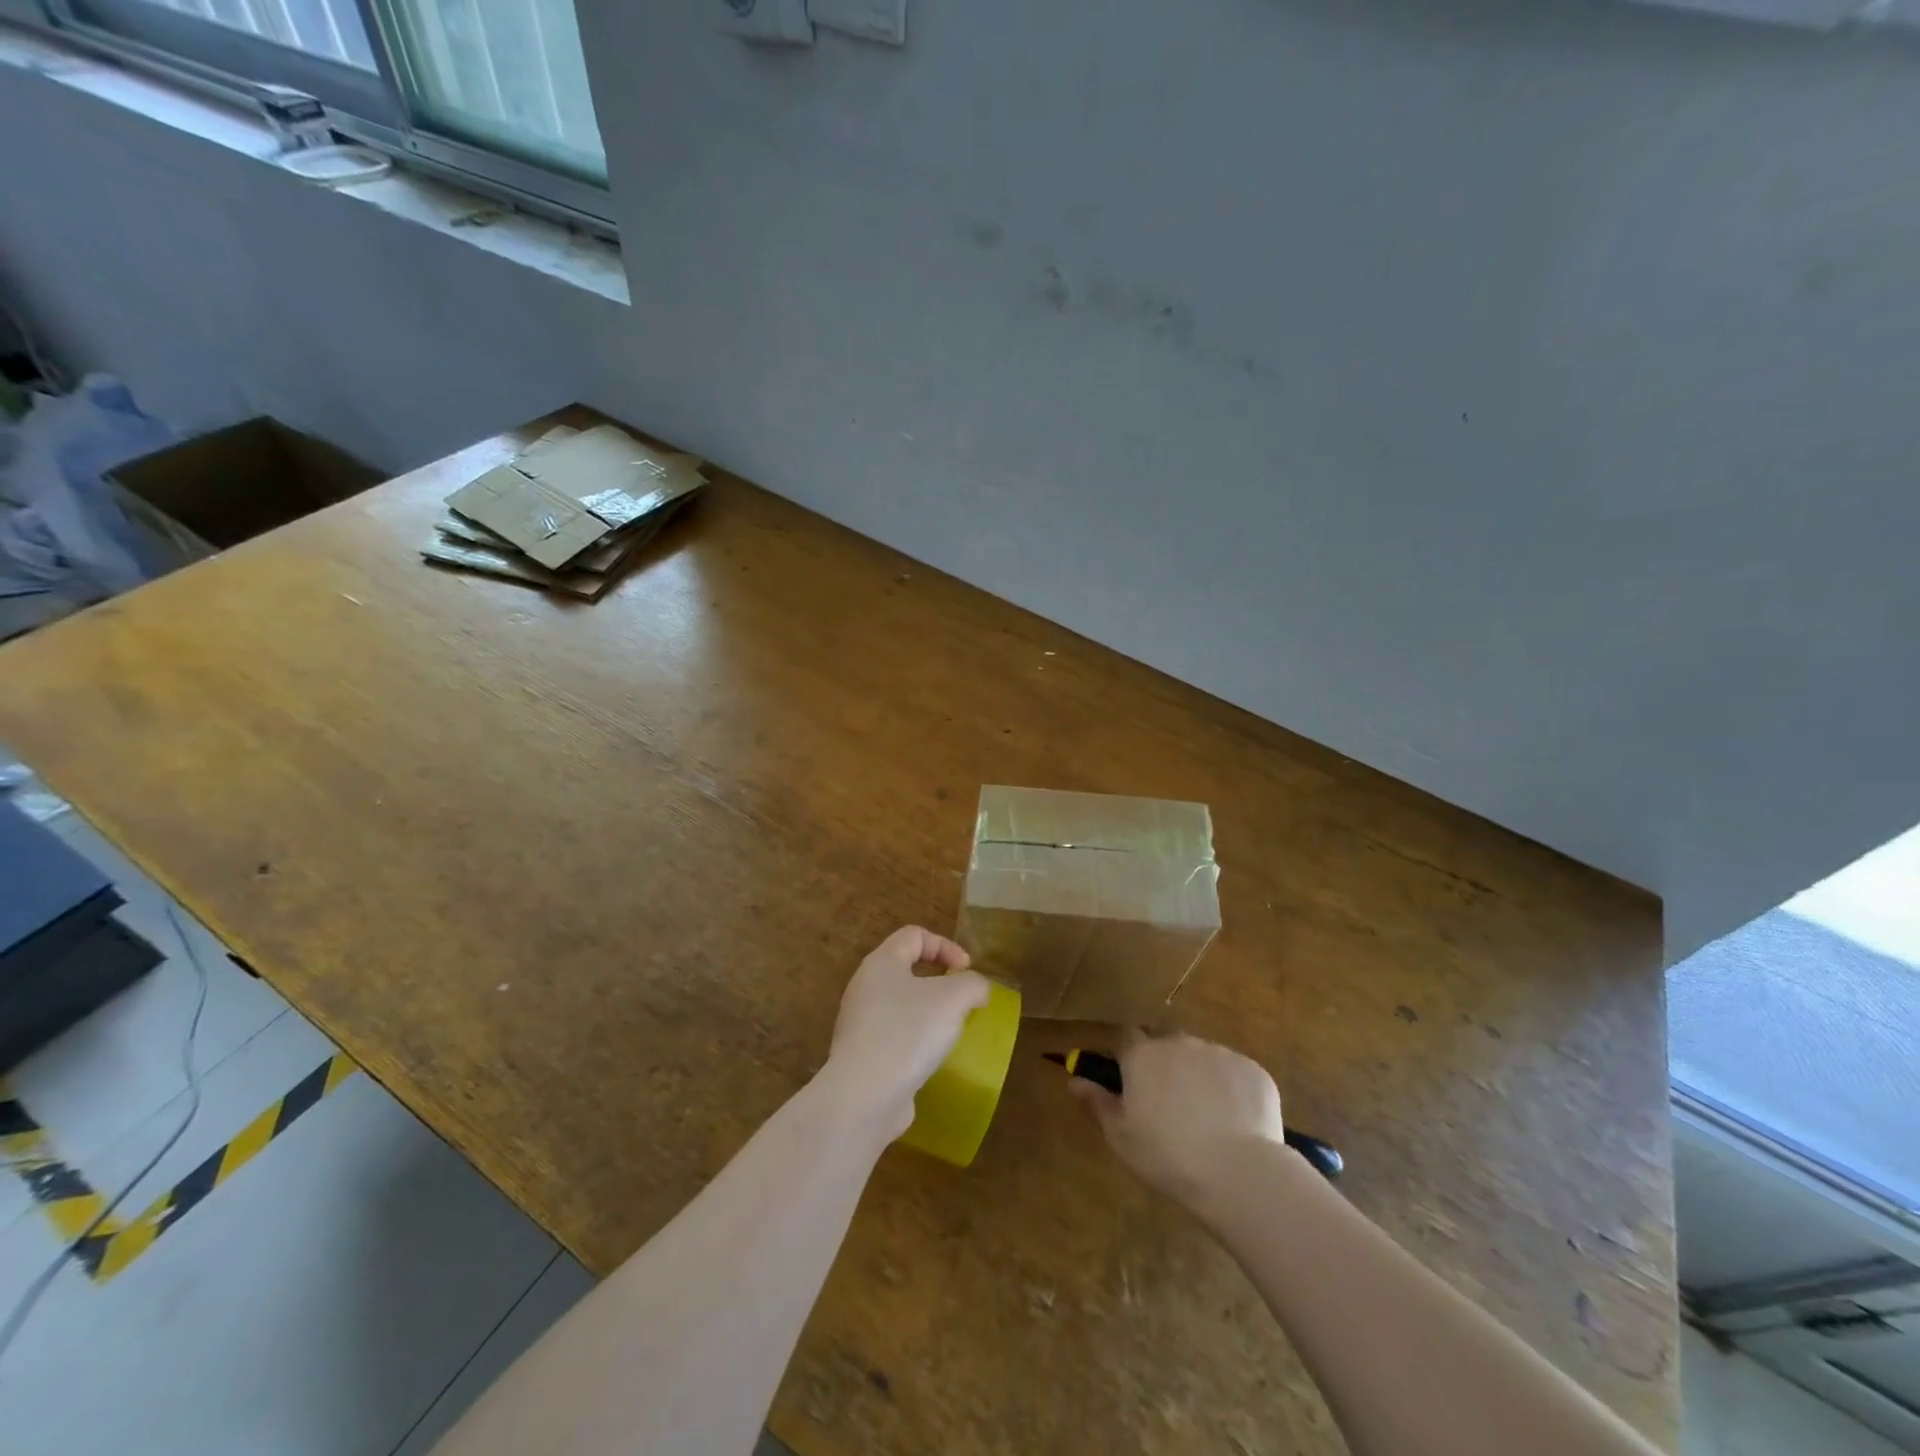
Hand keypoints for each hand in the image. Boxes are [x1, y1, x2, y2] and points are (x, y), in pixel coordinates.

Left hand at [821, 927, 990, 1138]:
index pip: (914, 935)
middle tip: (962, 1002)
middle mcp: (865, 988)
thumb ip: (972, 984)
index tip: (966, 972)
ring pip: (901, 1006)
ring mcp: (860, 1024)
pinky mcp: (862, 1057)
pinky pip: (894, 1038)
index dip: (945, 946)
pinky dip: (916, 1043)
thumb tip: (976, 990)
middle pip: (906, 970)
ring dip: (929, 1014)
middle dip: (939, 982)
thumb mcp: (953, 998)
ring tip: (951, 1032)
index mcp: (881, 963)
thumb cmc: (908, 1032)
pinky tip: (931, 1060)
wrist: (864, 1096)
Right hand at [1070, 1032, 1286, 1212]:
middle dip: (1165, 1068)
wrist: (1239, 1172)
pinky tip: (1236, 1125)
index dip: (1125, 1059)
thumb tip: (1074, 1080)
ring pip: (1202, 1058)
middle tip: (1170, 1109)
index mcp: (1143, 1055)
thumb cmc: (1167, 1156)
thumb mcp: (1121, 1137)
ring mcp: (1219, 1053)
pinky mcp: (1253, 1070)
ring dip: (1199, 1078)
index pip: (1125, 1039)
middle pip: (1166, 1046)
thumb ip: (1097, 1103)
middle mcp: (1179, 1043)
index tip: (1130, 1085)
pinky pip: (1235, 1074)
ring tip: (1208, 1122)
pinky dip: (1232, 1091)